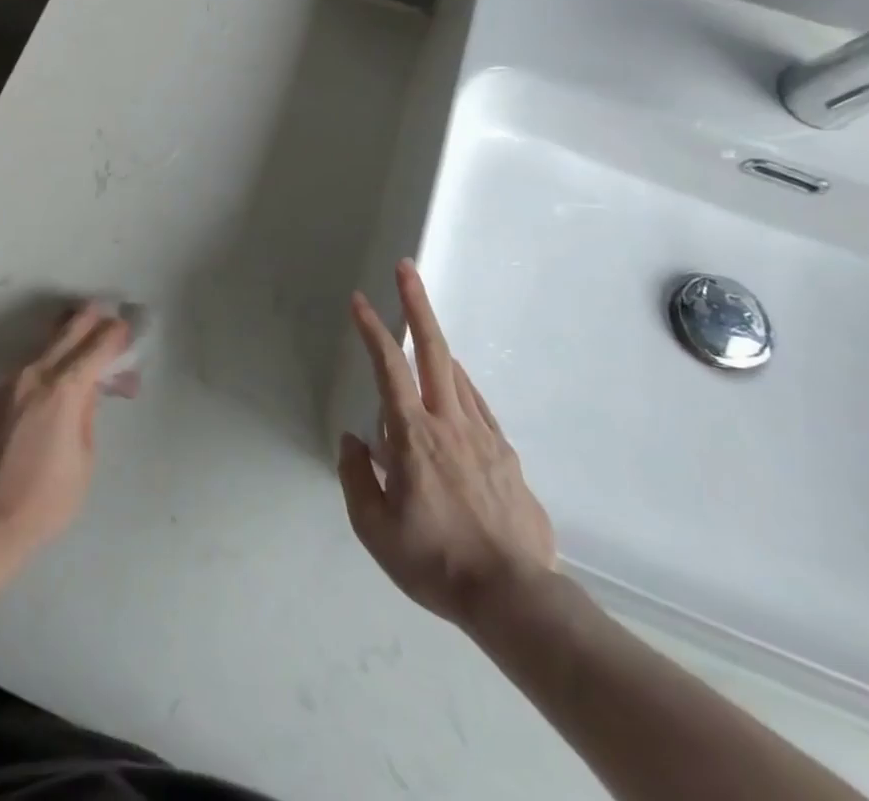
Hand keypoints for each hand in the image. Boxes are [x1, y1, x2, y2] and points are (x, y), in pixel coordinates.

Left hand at [0, 304, 129, 559]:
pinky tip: (54, 383)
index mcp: (63, 390)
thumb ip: (87, 414)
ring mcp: (9, 384)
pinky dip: (46, 368)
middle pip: (66, 333)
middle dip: (89, 320)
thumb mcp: (84, 458)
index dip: (113, 335)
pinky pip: (27, 372)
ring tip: (83, 345)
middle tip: (105, 313)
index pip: (95, 347)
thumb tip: (88, 389)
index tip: (125, 329)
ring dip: (66, 343)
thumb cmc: (46, 498)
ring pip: (44, 350)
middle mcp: (34, 376)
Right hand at [338, 260, 556, 630]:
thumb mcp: (375, 530)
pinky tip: (455, 387)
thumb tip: (353, 440)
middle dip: (417, 304)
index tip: (360, 300)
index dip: (372, 329)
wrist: (515, 598)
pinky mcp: (506, 455)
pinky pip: (477, 404)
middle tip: (407, 269)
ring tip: (422, 331)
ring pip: (458, 374)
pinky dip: (460, 384)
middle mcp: (450, 423)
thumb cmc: (436, 561)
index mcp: (414, 436)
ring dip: (437, 343)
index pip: (389, 368)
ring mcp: (483, 436)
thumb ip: (356, 477)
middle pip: (433, 350)